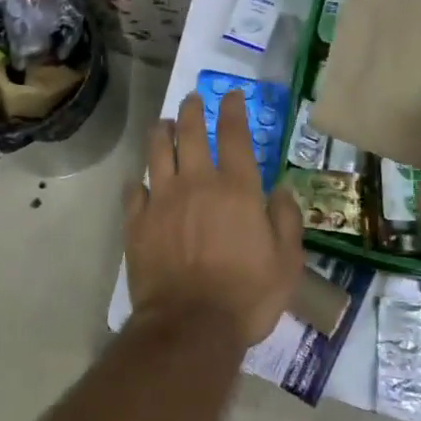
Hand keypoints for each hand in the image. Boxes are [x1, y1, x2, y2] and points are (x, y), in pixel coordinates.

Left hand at [123, 90, 305, 346]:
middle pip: (190, 133)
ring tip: (163, 123)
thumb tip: (282, 189)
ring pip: (157, 152)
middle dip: (192, 111)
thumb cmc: (247, 295)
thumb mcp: (287, 262)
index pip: (234, 135)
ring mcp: (162, 199)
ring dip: (161, 132)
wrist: (190, 325)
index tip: (232, 95)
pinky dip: (138, 181)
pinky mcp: (137, 221)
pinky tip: (139, 180)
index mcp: (236, 188)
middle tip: (192, 100)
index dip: (233, 110)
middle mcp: (196, 183)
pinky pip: (133, 190)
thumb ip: (286, 219)